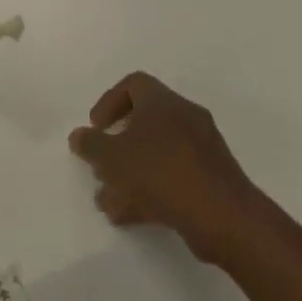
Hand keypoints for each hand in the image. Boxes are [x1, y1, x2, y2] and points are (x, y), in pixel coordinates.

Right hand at [69, 72, 259, 262]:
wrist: (222, 215)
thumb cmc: (160, 173)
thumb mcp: (112, 158)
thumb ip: (91, 145)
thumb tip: (79, 136)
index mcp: (163, 102)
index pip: (134, 84)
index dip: (109, 102)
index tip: (96, 127)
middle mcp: (185, 117)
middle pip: (145, 121)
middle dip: (118, 145)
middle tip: (102, 165)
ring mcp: (202, 149)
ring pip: (158, 153)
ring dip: (131, 173)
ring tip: (109, 200)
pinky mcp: (212, 179)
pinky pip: (174, 176)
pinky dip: (150, 190)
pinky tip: (129, 216)